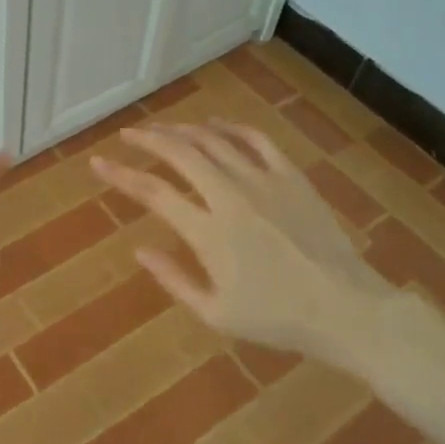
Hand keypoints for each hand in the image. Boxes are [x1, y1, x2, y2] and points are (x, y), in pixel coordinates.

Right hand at [92, 120, 396, 371]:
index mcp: (208, 232)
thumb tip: (139, 248)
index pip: (153, 192)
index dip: (121, 175)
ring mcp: (263, 181)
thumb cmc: (278, 319)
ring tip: (162, 129)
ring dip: (182, 130)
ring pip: (213, 140)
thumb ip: (174, 279)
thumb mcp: (217, 314)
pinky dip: (229, 127)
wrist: (346, 309)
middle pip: (180, 153)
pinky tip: (214, 125)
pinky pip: (255, 139)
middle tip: (128, 134)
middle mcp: (230, 197)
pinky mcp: (290, 176)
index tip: (98, 163)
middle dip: (147, 139)